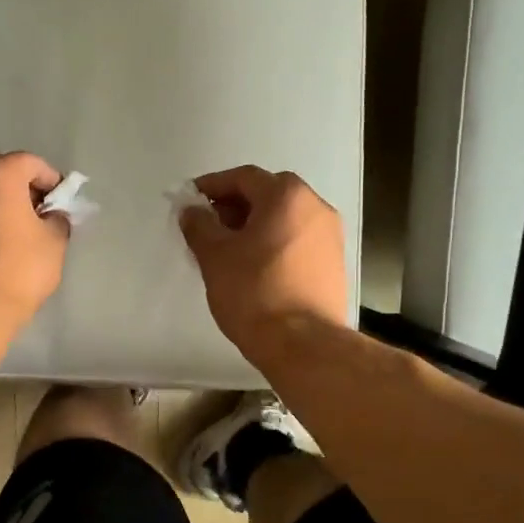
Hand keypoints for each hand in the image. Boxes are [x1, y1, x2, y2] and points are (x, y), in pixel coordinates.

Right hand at [179, 165, 347, 363]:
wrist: (303, 344)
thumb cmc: (254, 291)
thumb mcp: (215, 255)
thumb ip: (199, 225)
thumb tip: (192, 210)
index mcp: (287, 196)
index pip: (244, 178)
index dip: (212, 186)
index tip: (190, 201)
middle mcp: (315, 206)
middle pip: (267, 193)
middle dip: (234, 205)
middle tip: (207, 225)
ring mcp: (330, 235)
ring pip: (284, 217)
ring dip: (254, 224)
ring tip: (227, 249)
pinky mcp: (333, 262)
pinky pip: (296, 239)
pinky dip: (272, 242)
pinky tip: (253, 266)